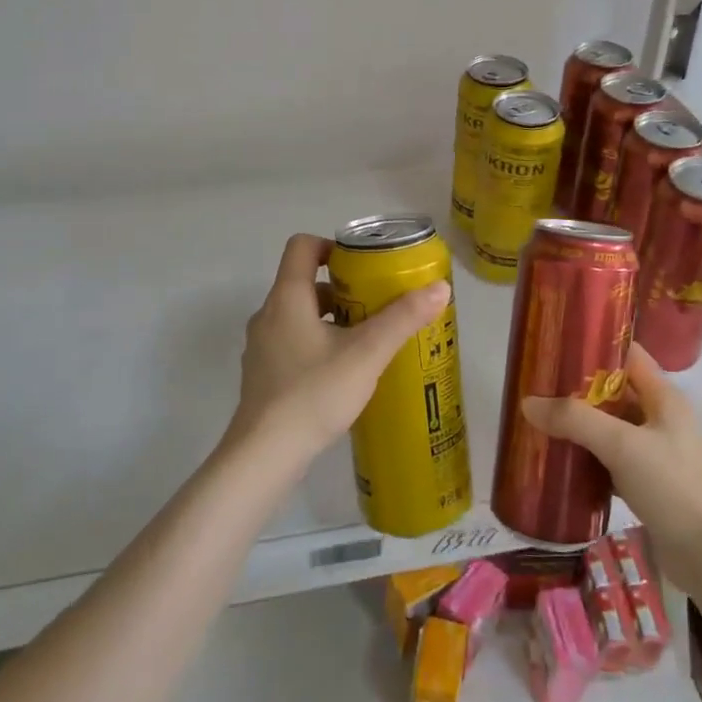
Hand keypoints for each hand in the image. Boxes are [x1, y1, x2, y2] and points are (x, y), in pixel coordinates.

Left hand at [231, 233, 449, 463]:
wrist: (265, 455)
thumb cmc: (314, 393)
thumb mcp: (367, 353)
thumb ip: (403, 318)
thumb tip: (440, 288)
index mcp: (287, 298)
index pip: (302, 246)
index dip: (332, 246)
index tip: (362, 265)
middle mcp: (268, 315)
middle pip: (304, 283)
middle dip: (342, 289)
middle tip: (375, 305)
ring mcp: (261, 347)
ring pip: (299, 316)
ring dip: (331, 319)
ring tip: (366, 340)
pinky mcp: (263, 375)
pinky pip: (292, 343)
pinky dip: (318, 344)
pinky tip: (343, 372)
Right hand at [522, 343, 701, 594]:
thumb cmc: (672, 486)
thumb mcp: (621, 445)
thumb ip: (575, 420)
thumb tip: (527, 403)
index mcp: (664, 397)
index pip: (627, 355)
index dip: (595, 346)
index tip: (556, 347)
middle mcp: (661, 418)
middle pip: (615, 392)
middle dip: (577, 390)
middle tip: (537, 388)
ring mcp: (656, 452)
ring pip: (611, 428)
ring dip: (580, 426)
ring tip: (540, 422)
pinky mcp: (649, 483)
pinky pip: (611, 460)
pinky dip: (588, 458)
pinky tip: (561, 462)